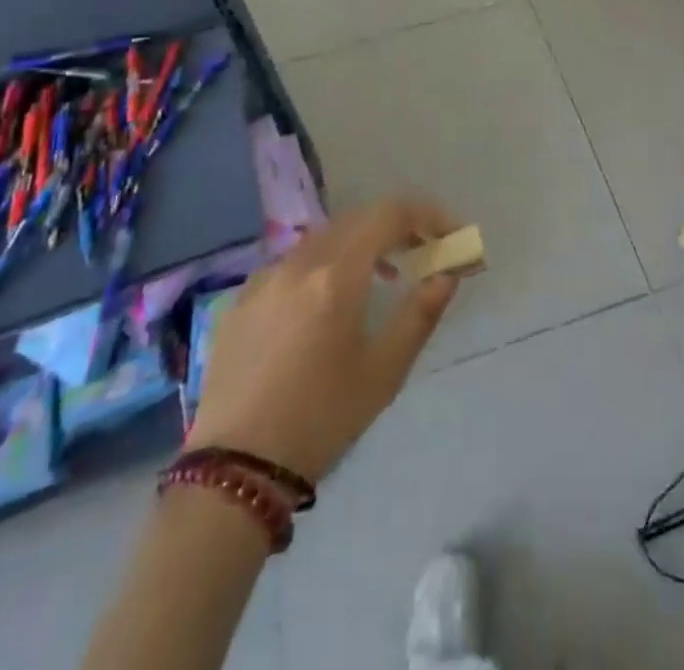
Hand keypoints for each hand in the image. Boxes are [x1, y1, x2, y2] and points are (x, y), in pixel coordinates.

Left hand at [185, 198, 462, 482]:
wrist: (233, 470)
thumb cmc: (320, 420)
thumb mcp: (384, 373)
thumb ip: (420, 314)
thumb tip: (447, 274)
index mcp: (337, 274)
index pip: (390, 214)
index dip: (427, 214)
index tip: (449, 234)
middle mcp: (299, 262)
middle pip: (357, 219)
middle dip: (396, 227)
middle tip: (421, 252)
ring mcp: (265, 277)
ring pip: (323, 238)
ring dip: (359, 243)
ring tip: (381, 277)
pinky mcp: (241, 299)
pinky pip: (293, 263)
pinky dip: (323, 265)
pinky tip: (326, 304)